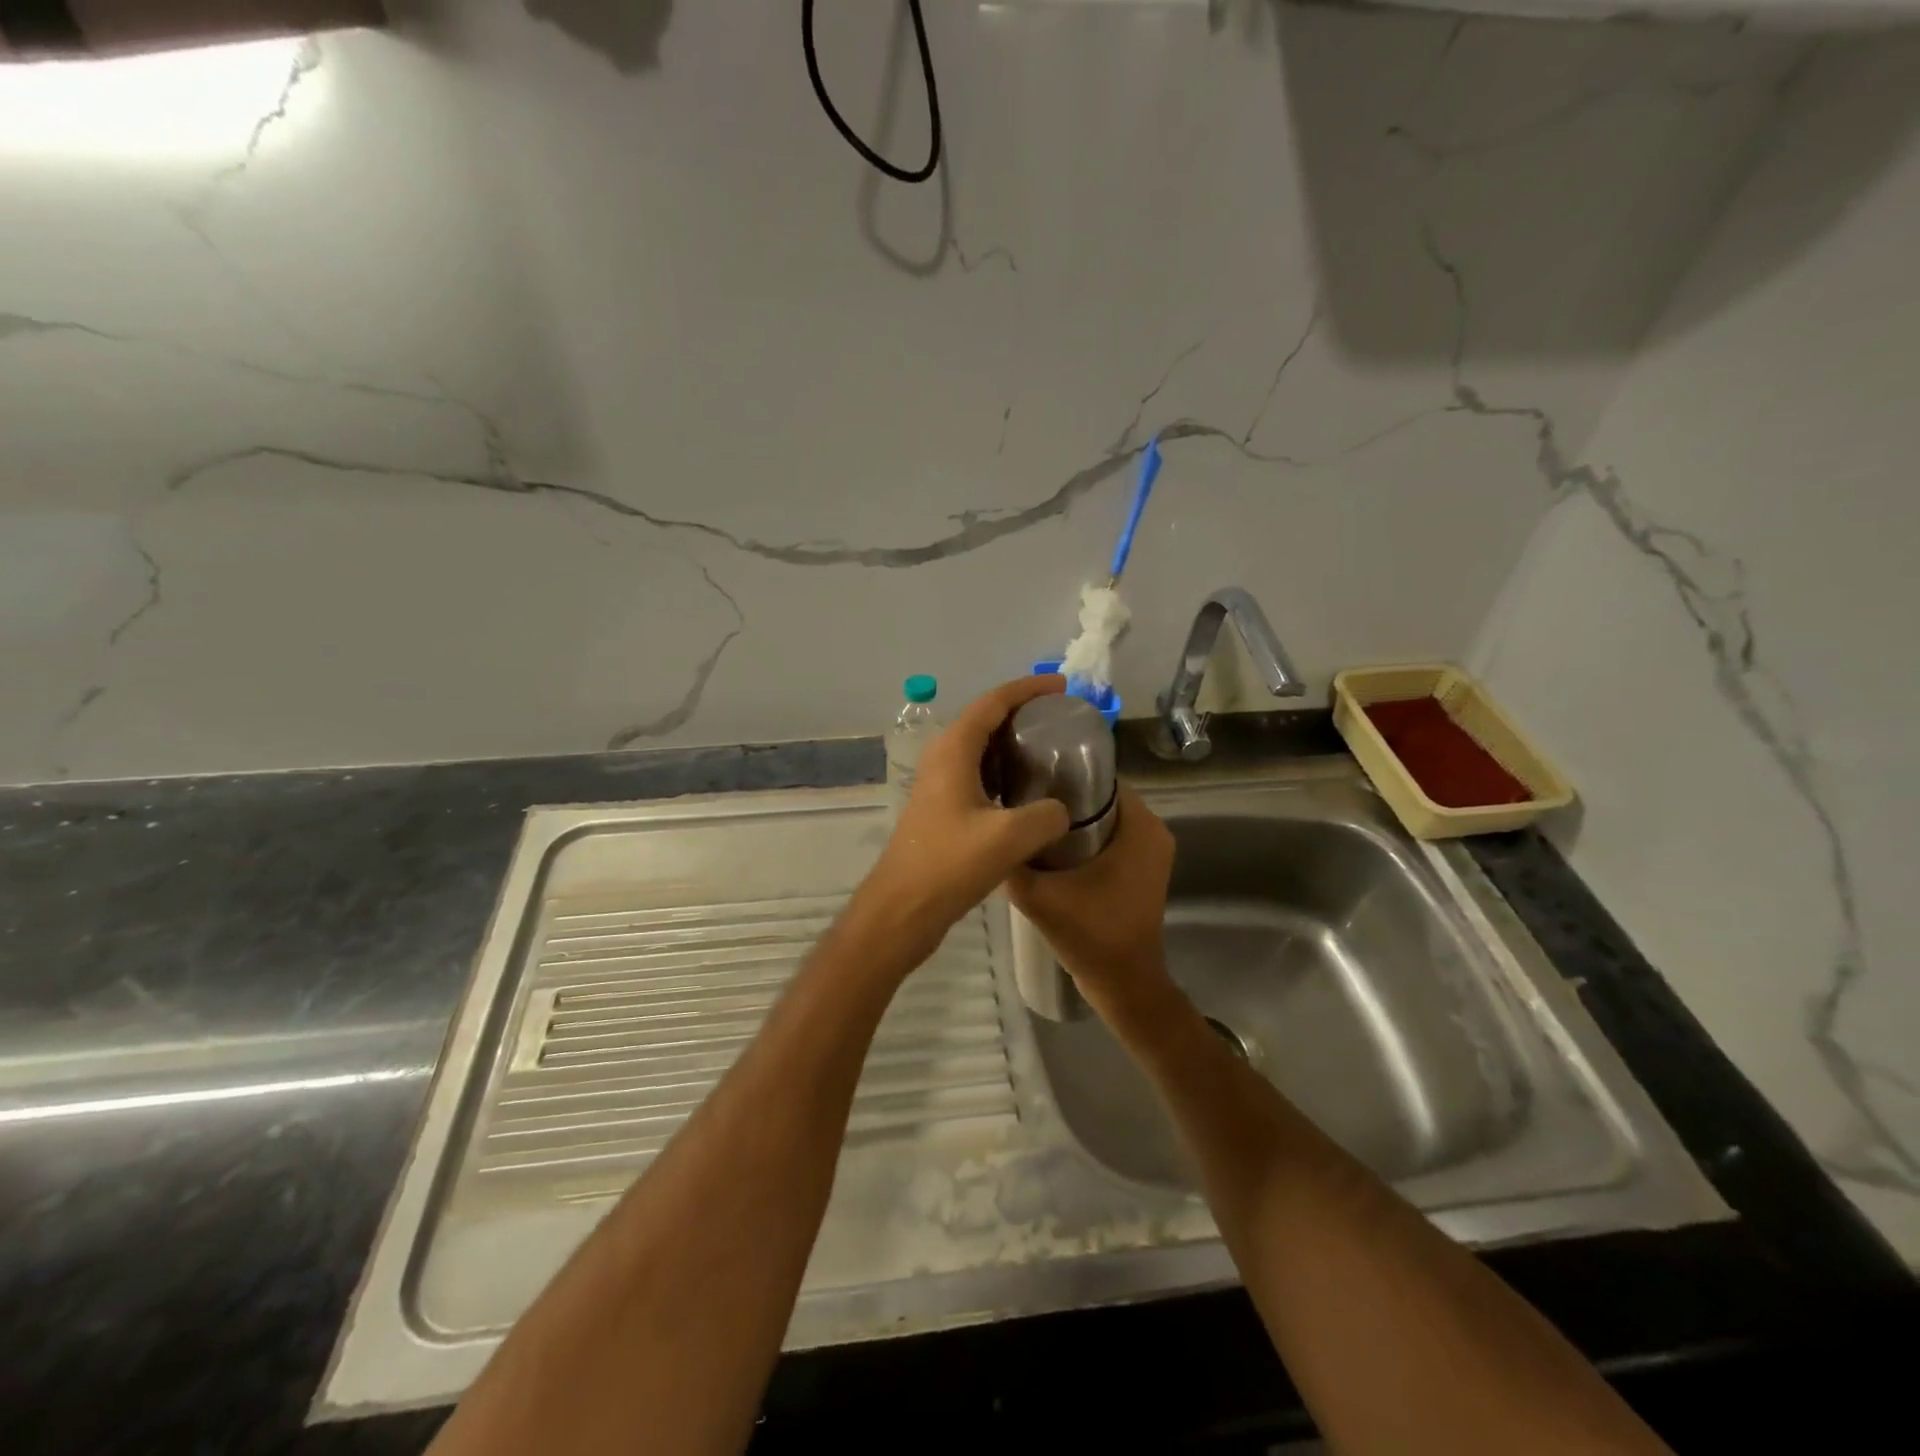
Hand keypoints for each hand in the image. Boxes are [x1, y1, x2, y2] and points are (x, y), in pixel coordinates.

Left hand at [855, 676, 1073, 967]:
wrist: (902, 908)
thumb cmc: (949, 865)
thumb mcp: (1009, 838)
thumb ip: (1046, 816)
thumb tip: (1061, 810)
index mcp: (953, 750)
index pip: (993, 702)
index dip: (1028, 689)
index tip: (1061, 686)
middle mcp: (943, 758)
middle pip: (985, 719)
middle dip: (1023, 711)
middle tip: (1061, 717)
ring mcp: (939, 784)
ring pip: (980, 748)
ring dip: (1012, 742)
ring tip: (1050, 747)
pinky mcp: (941, 808)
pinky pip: (977, 774)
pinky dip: (1003, 770)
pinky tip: (1027, 789)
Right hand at [1007, 781, 1177, 1015]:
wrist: (1122, 984)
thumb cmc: (1090, 934)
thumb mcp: (1039, 896)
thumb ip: (1012, 861)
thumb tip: (988, 831)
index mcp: (1141, 826)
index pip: (1101, 778)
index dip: (1063, 773)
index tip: (1027, 776)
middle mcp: (1154, 831)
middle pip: (1102, 796)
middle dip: (1063, 795)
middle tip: (1020, 799)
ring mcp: (1151, 852)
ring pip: (1106, 818)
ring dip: (1072, 818)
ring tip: (1030, 820)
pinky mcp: (1143, 869)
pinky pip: (1111, 837)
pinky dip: (1085, 837)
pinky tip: (1049, 846)